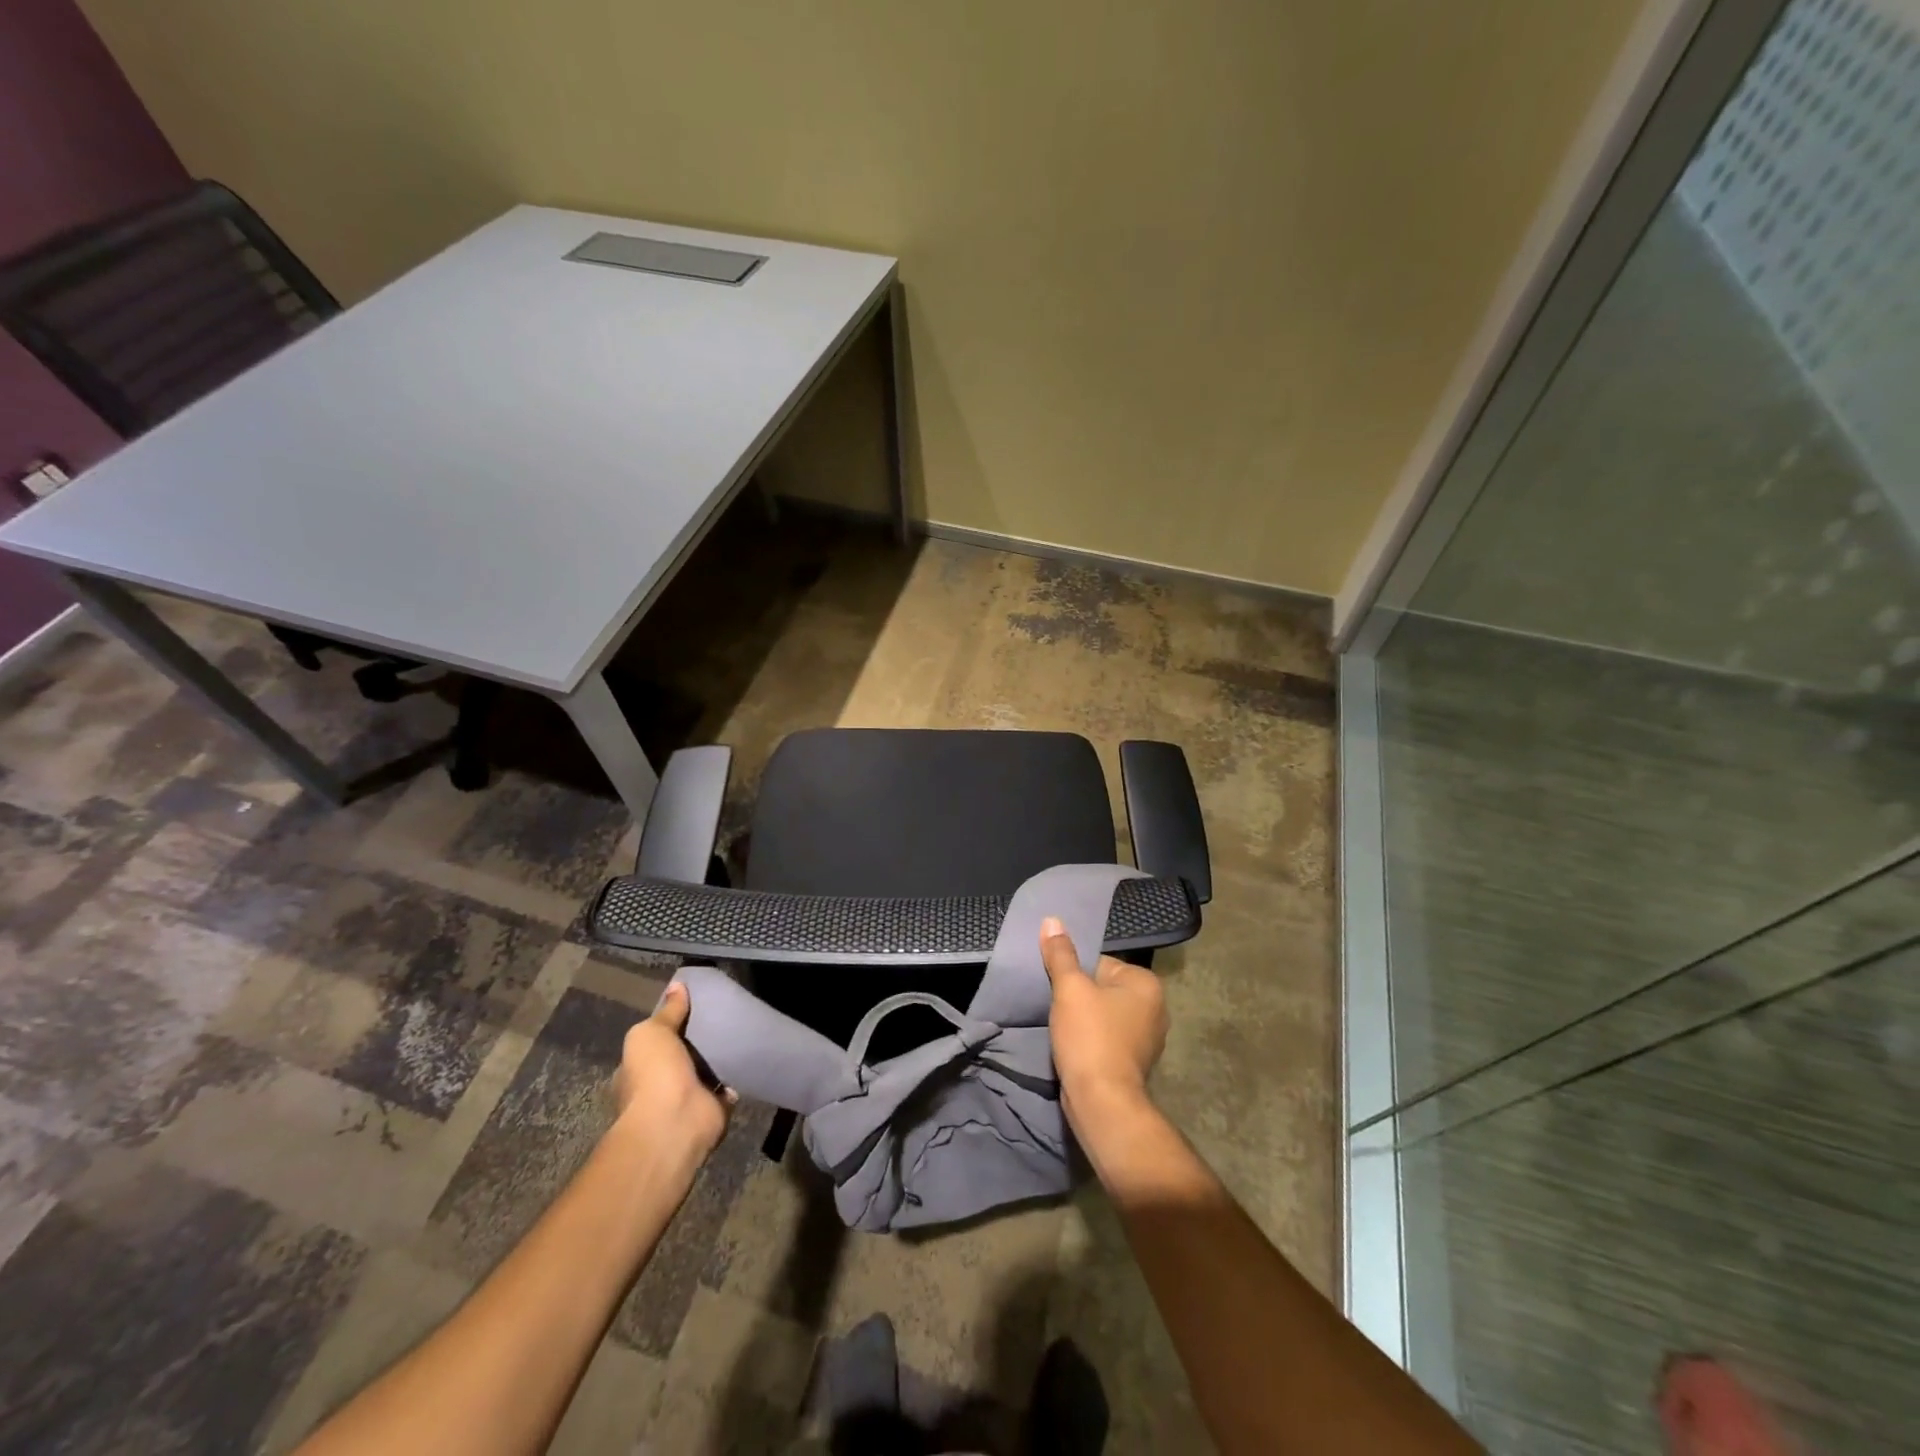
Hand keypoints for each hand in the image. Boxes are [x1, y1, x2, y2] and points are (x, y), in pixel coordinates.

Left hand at [611, 981, 733, 1160]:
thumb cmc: (654, 1075)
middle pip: (684, 1054)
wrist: (674, 1123)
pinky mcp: (714, 1108)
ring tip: (741, 1028)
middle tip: (723, 1013)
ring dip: (721, 1056)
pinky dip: (737, 1073)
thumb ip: (667, 1011)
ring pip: (707, 1070)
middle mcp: (660, 1085)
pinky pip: (728, 1085)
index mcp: (638, 1069)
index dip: (672, 1023)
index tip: (694, 1004)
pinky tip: (749, 1053)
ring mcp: (687, 1099)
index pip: (655, 1041)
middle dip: (700, 1040)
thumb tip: (678, 986)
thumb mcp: (651, 1033)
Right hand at [1039, 916, 1167, 1119]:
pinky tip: (1075, 1048)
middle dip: (1080, 997)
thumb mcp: (1070, 988)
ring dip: (1084, 1020)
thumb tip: (1052, 920)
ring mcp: (1148, 1038)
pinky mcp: (1135, 1062)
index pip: (1101, 963)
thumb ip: (1061, 954)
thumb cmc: (1090, 1036)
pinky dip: (1092, 1040)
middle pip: (1103, 988)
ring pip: (1104, 1014)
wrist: (1101, 1102)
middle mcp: (1156, 1008)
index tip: (1060, 991)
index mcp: (1147, 984)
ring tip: (1065, 1030)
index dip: (1074, 975)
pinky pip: (1108, 1038)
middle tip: (1059, 1009)